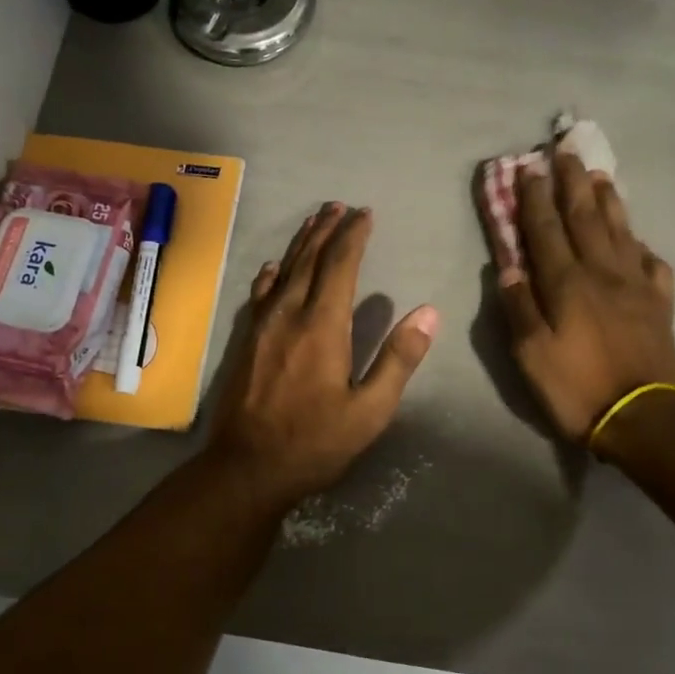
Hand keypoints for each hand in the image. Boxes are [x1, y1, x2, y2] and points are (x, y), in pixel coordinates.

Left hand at [208, 203, 439, 507]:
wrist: (247, 467)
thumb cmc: (314, 442)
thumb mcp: (369, 410)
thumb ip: (398, 359)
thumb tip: (428, 312)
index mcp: (322, 325)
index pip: (340, 265)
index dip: (354, 236)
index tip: (365, 214)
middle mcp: (289, 315)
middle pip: (309, 259)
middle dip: (326, 229)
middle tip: (339, 206)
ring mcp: (262, 326)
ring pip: (283, 272)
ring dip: (301, 244)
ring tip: (314, 221)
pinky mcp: (246, 341)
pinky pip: (260, 295)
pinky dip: (270, 275)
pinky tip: (273, 268)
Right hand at [499, 150, 674, 442]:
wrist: (644, 420)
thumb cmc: (577, 388)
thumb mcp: (530, 355)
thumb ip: (519, 307)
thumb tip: (509, 267)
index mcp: (567, 284)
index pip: (545, 230)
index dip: (534, 198)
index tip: (527, 168)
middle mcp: (603, 273)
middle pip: (585, 218)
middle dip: (572, 183)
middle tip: (565, 151)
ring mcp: (637, 286)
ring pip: (621, 231)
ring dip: (608, 200)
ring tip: (599, 175)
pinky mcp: (660, 304)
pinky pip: (653, 264)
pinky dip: (641, 245)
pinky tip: (636, 240)